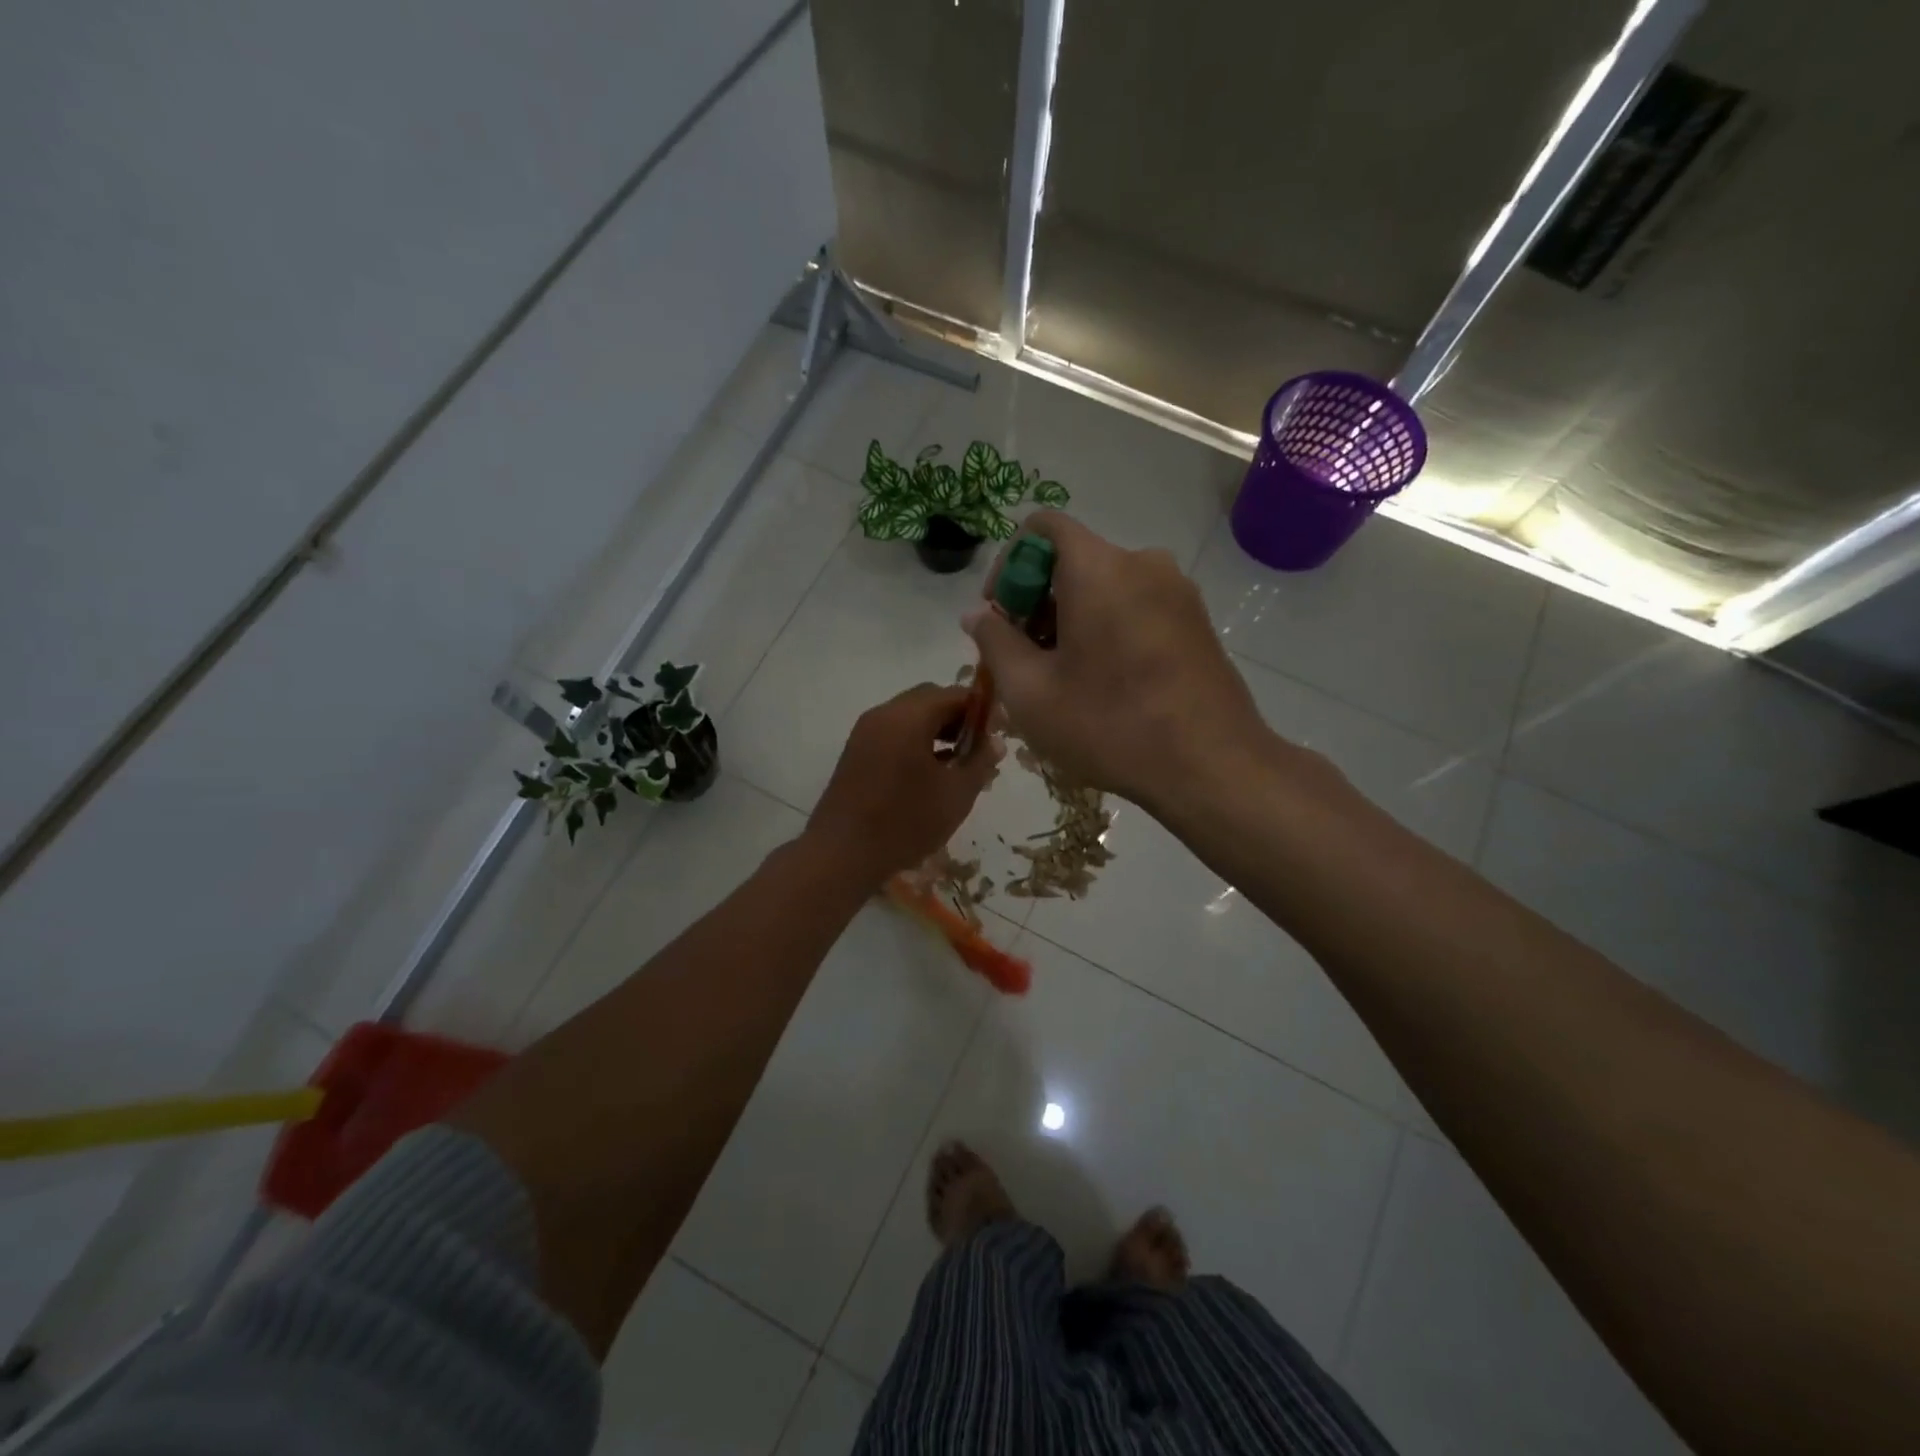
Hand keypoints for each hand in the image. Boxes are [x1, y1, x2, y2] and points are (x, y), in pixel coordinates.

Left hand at [805, 683, 1000, 887]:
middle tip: (979, 748)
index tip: (998, 733)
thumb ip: (980, 762)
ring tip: (958, 763)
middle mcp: (883, 714)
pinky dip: (916, 741)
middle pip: (929, 700)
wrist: (842, 854)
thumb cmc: (905, 822)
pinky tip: (930, 773)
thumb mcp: (955, 795)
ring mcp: (865, 732)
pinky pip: (893, 733)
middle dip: (958, 718)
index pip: (954, 694)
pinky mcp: (856, 752)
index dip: (981, 709)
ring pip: (910, 716)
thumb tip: (995, 742)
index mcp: (908, 717)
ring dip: (937, 730)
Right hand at [962, 511, 1271, 811]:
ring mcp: (1178, 592)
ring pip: (1106, 587)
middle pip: (1074, 560)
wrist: (1212, 766)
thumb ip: (995, 642)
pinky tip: (1105, 683)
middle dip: (1038, 601)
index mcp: (1099, 568)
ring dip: (1072, 620)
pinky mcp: (1197, 621)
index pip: (1043, 526)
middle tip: (1024, 659)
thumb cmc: (1110, 725)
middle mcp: (1143, 563)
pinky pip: (1136, 607)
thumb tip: (976, 614)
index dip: (1008, 562)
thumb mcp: (1031, 692)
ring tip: (1062, 678)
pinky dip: (1108, 629)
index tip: (1001, 614)